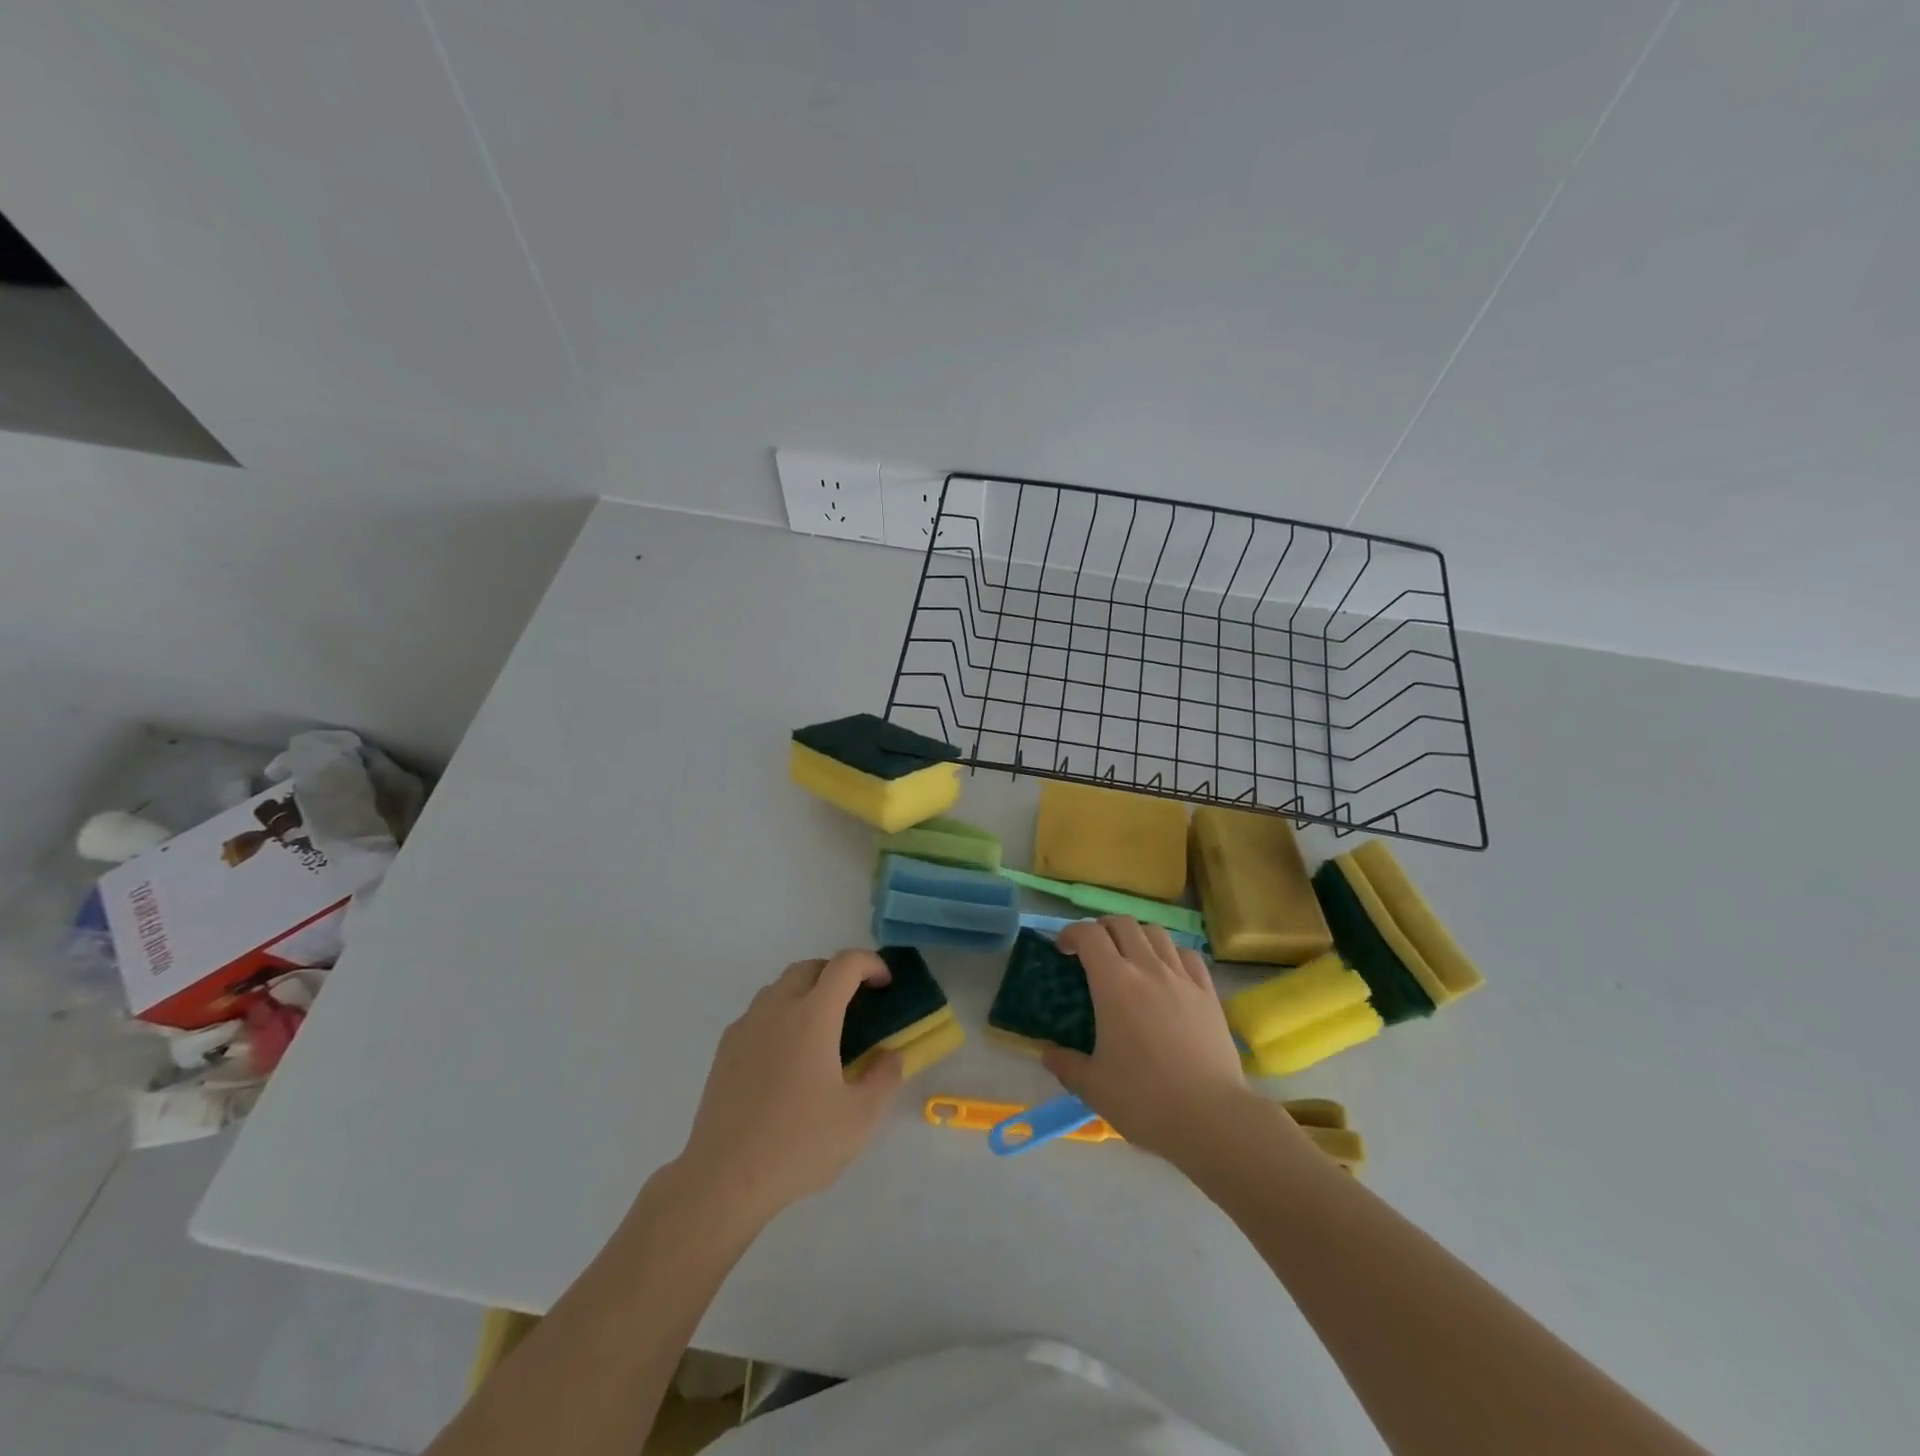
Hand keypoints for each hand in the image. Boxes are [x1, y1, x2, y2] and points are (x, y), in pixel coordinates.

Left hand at [672, 950, 904, 1231]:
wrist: (723, 1179)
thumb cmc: (798, 1144)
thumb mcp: (860, 1118)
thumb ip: (884, 1078)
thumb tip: (890, 1055)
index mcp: (813, 1016)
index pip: (845, 964)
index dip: (871, 963)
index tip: (885, 984)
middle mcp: (777, 1008)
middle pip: (809, 967)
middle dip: (837, 974)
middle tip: (856, 1005)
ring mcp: (746, 1026)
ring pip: (780, 987)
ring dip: (807, 992)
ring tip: (822, 1031)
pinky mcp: (725, 1049)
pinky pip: (759, 1013)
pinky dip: (781, 1015)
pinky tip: (787, 1057)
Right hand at [1047, 917, 1266, 1162]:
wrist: (1210, 1118)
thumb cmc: (1144, 1099)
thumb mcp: (1093, 1086)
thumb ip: (1066, 1065)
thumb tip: (1048, 1054)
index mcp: (1114, 983)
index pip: (1089, 935)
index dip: (1070, 934)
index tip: (1062, 950)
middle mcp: (1148, 968)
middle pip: (1122, 924)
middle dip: (1102, 929)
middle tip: (1093, 951)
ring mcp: (1182, 977)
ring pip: (1156, 933)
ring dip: (1136, 936)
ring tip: (1130, 958)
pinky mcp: (1208, 993)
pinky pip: (1187, 955)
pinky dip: (1170, 953)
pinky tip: (1167, 973)